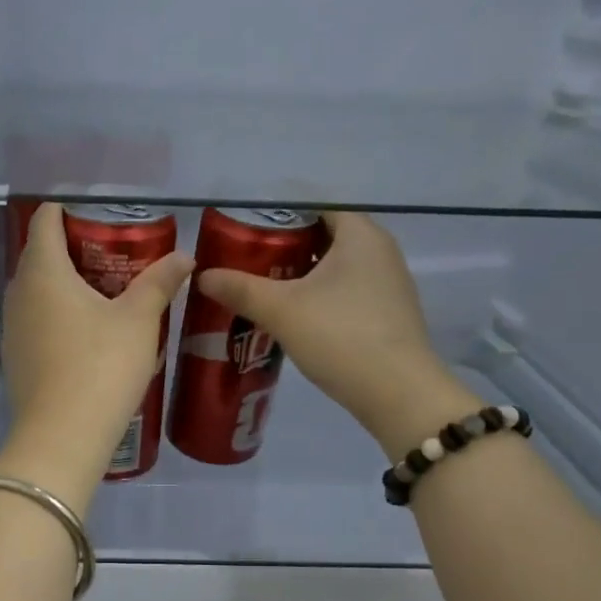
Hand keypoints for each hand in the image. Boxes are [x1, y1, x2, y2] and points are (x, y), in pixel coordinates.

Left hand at [0, 204, 193, 502]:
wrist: (62, 437)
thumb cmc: (101, 367)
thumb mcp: (139, 321)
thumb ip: (160, 283)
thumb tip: (185, 258)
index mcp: (43, 272)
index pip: (45, 221)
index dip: (67, 210)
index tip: (98, 214)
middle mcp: (18, 293)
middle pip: (39, 255)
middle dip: (71, 248)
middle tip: (113, 254)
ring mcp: (12, 329)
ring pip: (36, 292)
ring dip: (64, 286)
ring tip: (104, 294)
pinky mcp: (15, 359)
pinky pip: (35, 321)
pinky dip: (56, 316)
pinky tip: (86, 334)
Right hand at [195, 212, 475, 457]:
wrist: (398, 394)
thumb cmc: (341, 336)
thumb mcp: (282, 311)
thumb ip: (241, 289)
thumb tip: (203, 276)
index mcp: (361, 234)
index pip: (316, 207)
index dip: (279, 216)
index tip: (245, 232)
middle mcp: (380, 251)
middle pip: (324, 237)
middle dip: (284, 248)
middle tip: (246, 264)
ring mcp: (388, 285)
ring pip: (335, 268)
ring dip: (300, 277)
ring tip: (262, 292)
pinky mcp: (387, 315)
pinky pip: (346, 293)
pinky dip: (319, 298)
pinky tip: (294, 319)